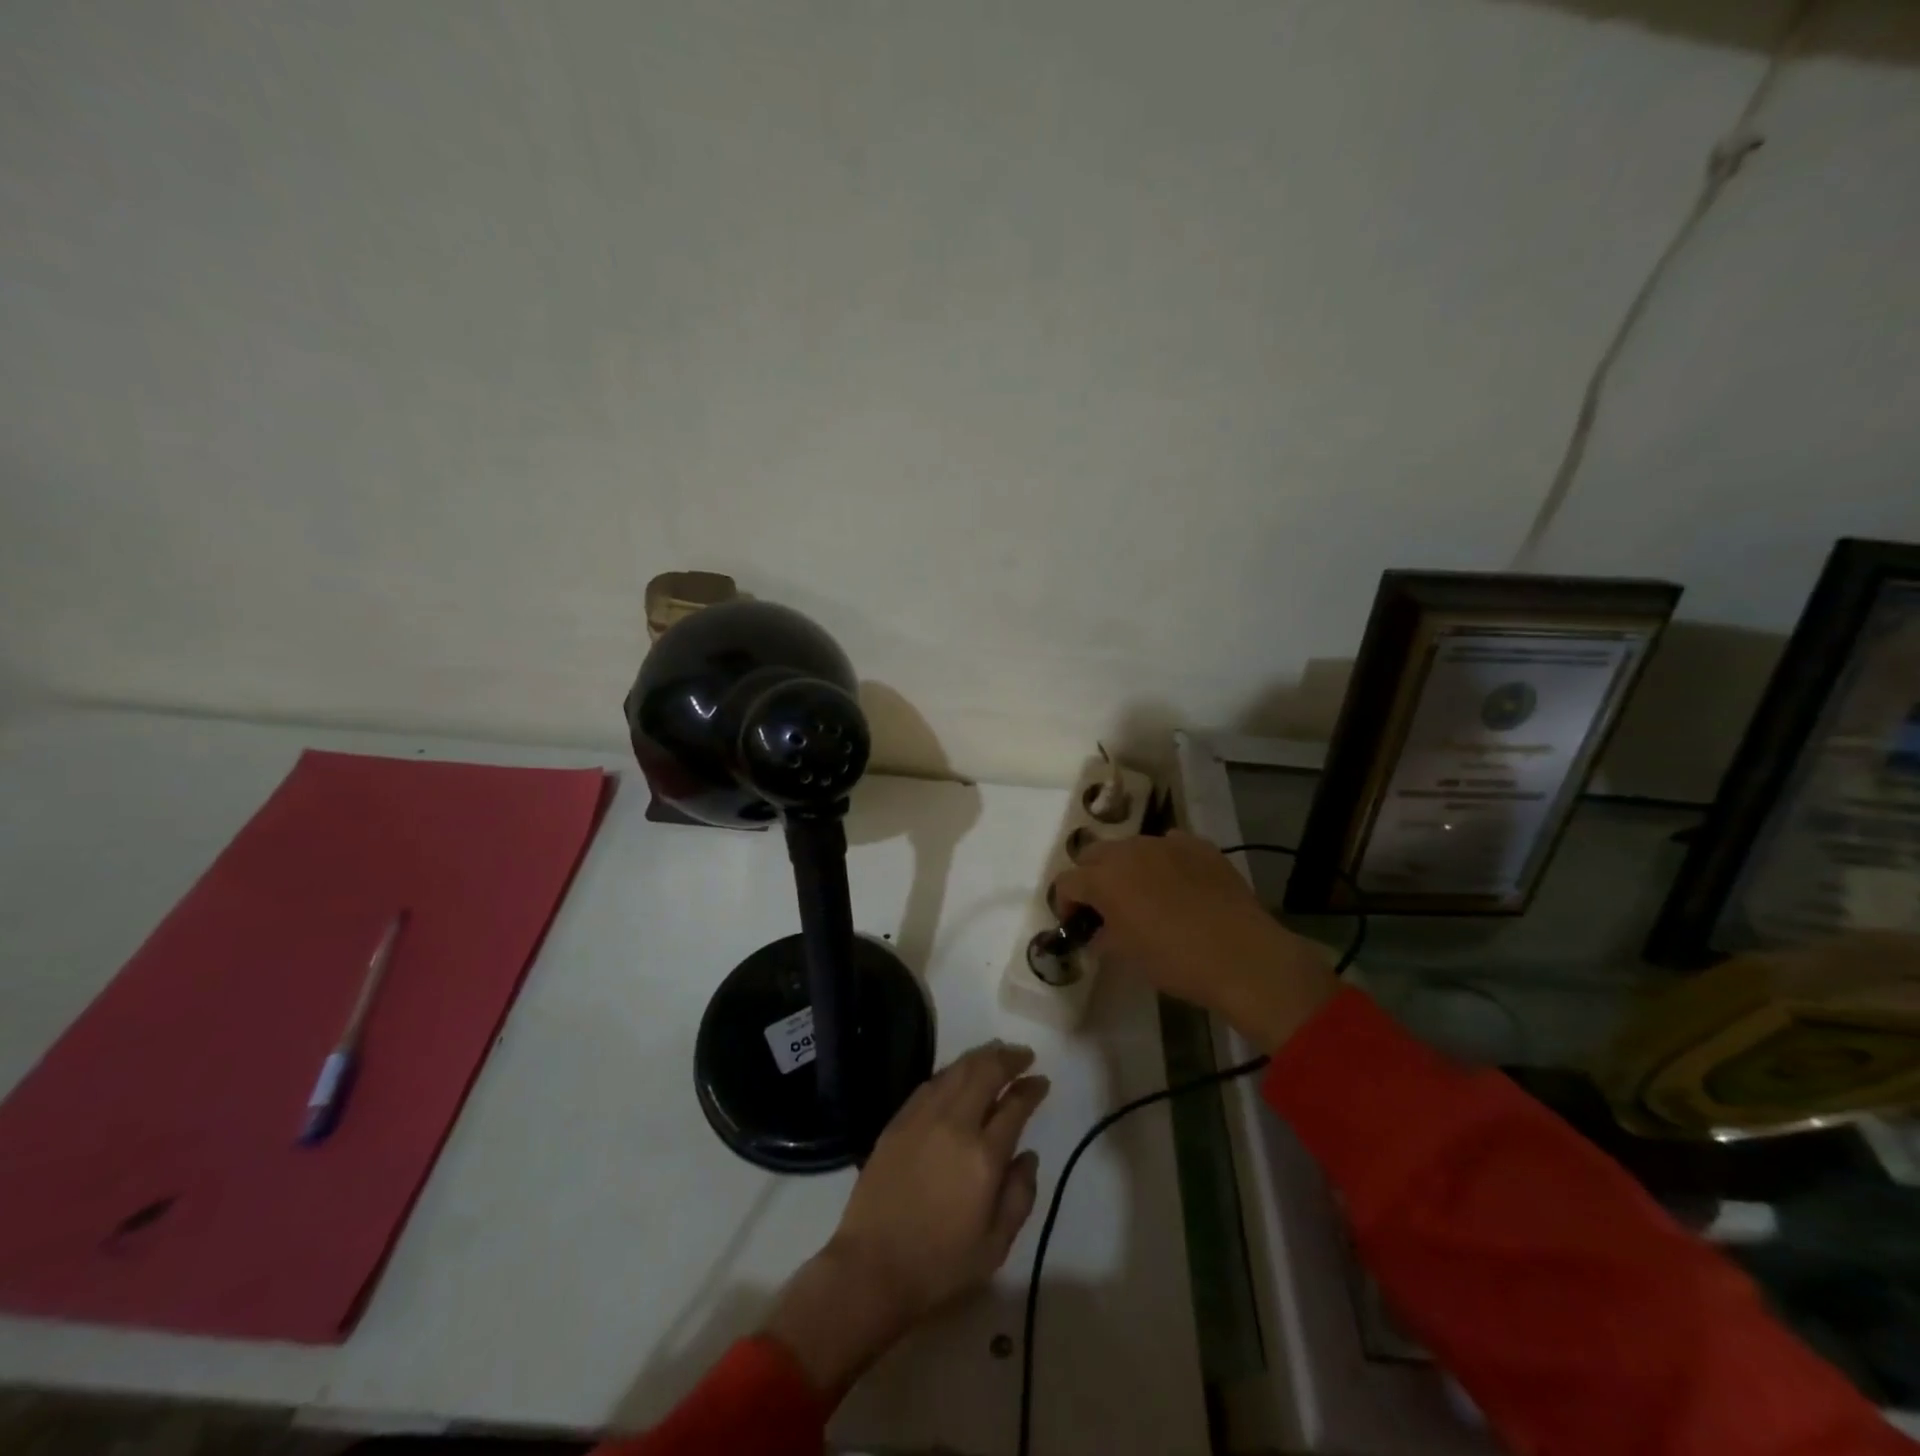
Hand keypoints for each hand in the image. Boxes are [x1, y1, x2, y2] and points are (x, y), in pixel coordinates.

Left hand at [763, 1042, 1048, 1396]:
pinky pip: (931, 1082)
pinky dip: (952, 1071)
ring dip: (981, 1057)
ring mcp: (923, 1117)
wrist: (872, 1267)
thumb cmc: (940, 1264)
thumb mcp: (995, 1245)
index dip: (1032, 1089)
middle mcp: (955, 1124)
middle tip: (1023, 1056)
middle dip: (1008, 1058)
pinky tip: (959, 1073)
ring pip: (957, 1069)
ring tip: (996, 1053)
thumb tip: (1029, 1156)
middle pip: (985, 1072)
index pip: (1015, 1106)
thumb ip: (1020, 1196)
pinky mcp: (899, 1120)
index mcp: (984, 1156)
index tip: (1042, 1081)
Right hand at [1052, 830, 1335, 1050]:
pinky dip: (1165, 861)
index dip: (1065, 903)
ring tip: (1145, 894)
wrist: (1241, 954)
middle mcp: (1128, 850)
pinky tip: (1179, 885)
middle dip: (1092, 876)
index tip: (1076, 923)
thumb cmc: (1174, 960)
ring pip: (1132, 846)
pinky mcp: (1199, 845)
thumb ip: (1103, 938)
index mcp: (1103, 879)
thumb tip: (1097, 934)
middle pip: (1094, 853)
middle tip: (1105, 905)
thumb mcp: (1127, 956)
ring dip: (1129, 866)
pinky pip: (1170, 845)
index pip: (1066, 882)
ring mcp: (1166, 842)